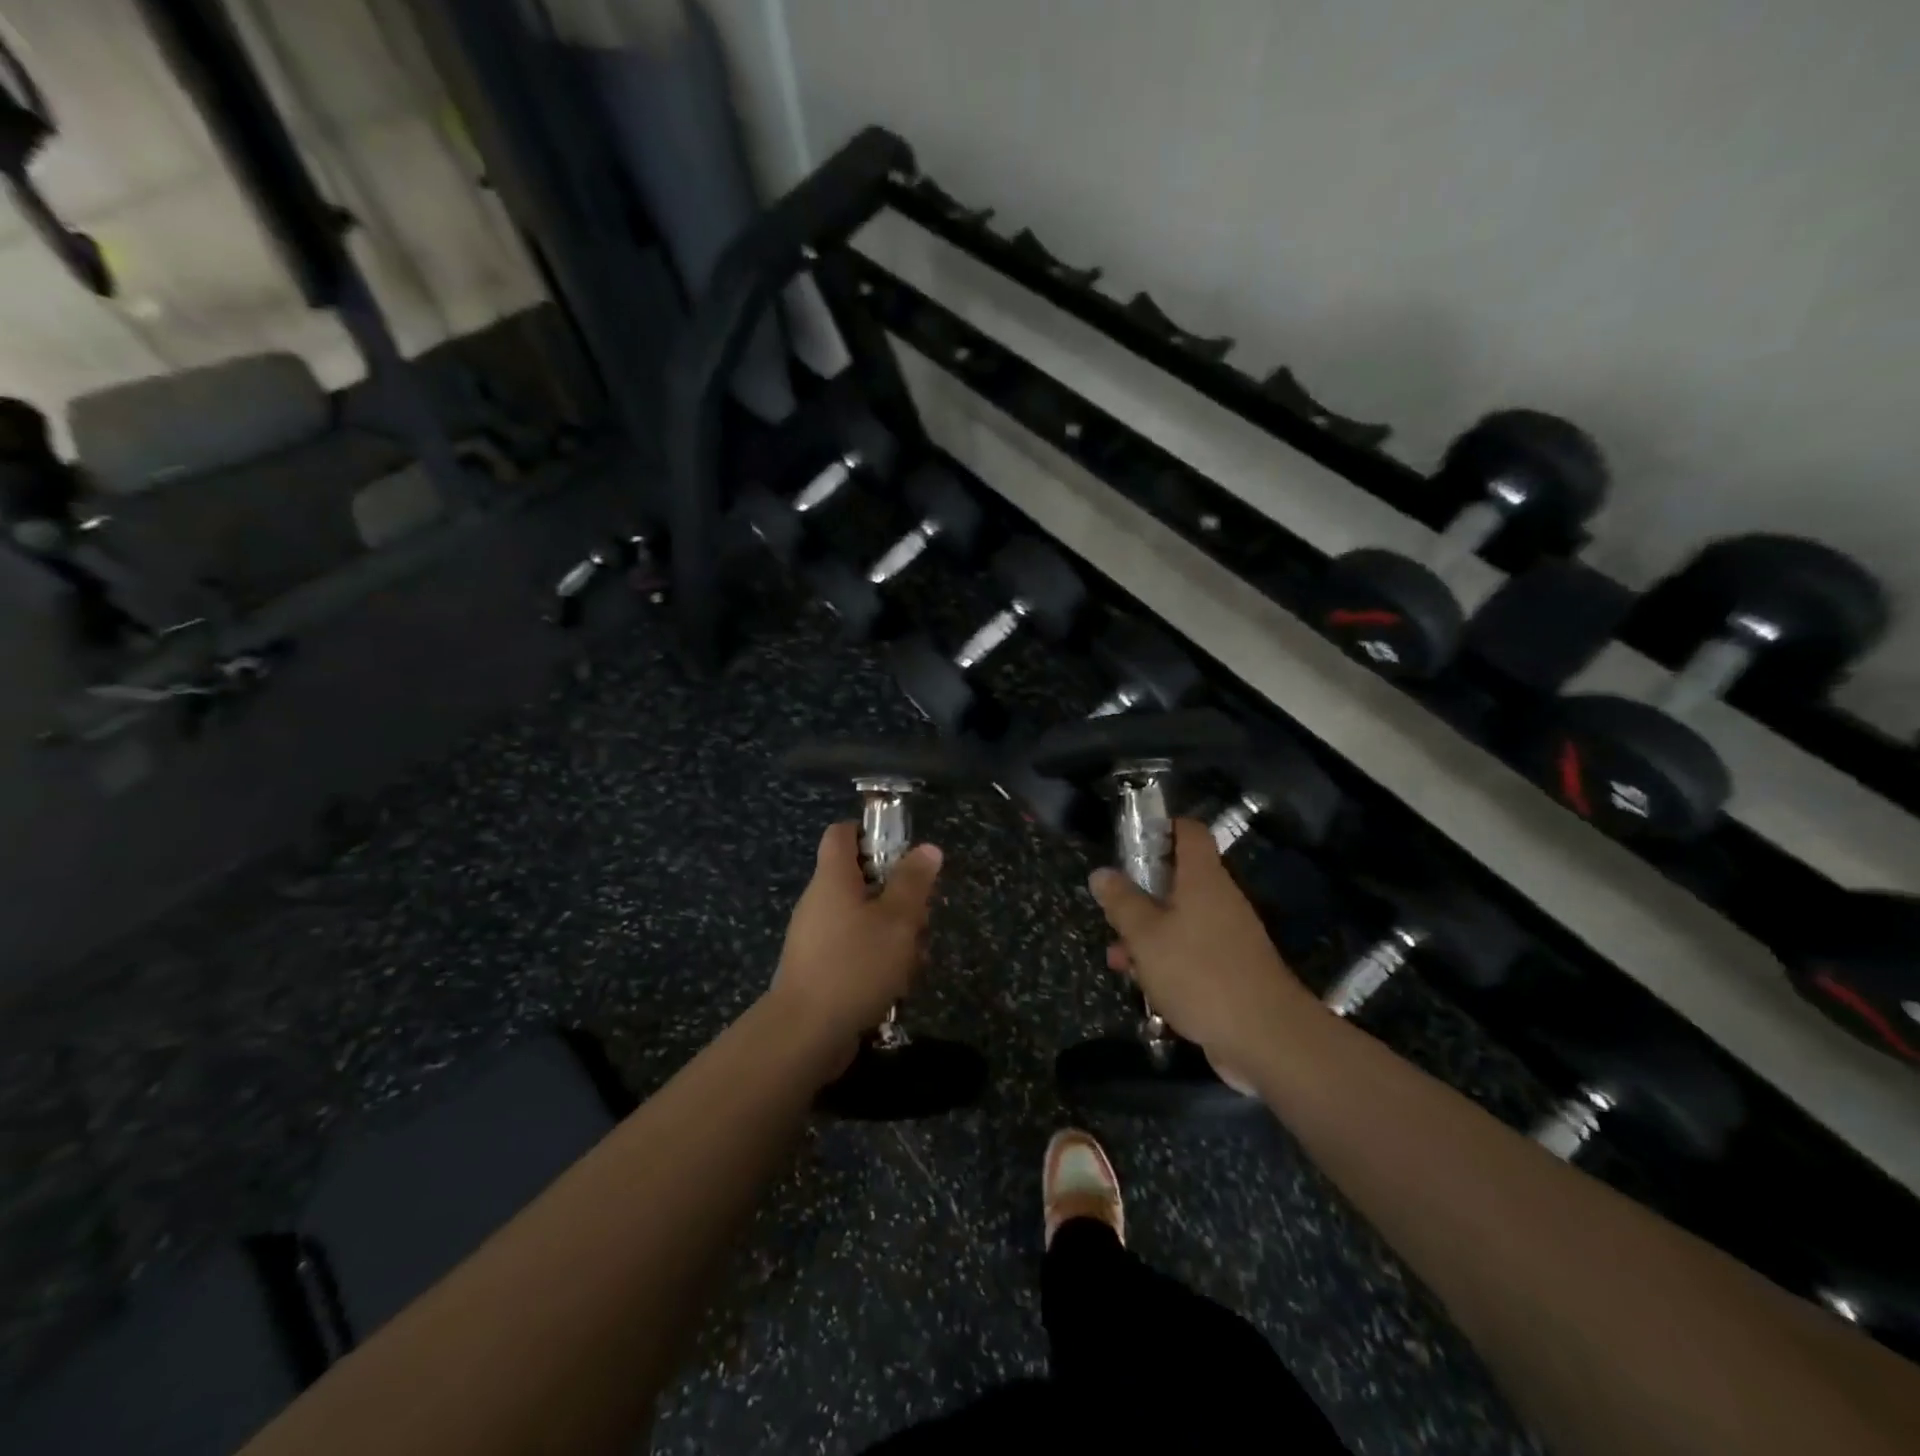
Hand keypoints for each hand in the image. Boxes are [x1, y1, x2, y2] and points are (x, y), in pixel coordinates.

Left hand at [769, 822, 942, 1050]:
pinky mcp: (819, 969)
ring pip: (863, 919)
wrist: (804, 1034)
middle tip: (920, 919)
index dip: (870, 832)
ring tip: (914, 960)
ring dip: (892, 934)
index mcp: (833, 878)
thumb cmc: (855, 965)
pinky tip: (896, 985)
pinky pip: (853, 950)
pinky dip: (876, 960)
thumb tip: (927, 848)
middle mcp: (820, 901)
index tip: (902, 852)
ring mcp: (816, 937)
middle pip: (861, 879)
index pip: (842, 833)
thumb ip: (913, 882)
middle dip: (897, 896)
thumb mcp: (897, 920)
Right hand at [1088, 818, 1315, 1076]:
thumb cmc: (1199, 972)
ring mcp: (1227, 936)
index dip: (1162, 827)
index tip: (1131, 840)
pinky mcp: (1230, 970)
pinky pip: (1190, 953)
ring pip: (1178, 921)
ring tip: (1118, 960)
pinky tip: (1144, 987)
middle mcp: (1218, 900)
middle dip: (1140, 895)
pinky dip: (1166, 962)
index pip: (1188, 832)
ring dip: (1146, 935)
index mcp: (1202, 879)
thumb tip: (1101, 873)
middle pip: (1177, 880)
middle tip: (1112, 911)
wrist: (1265, 1037)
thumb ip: (1122, 902)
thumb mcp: (1146, 935)